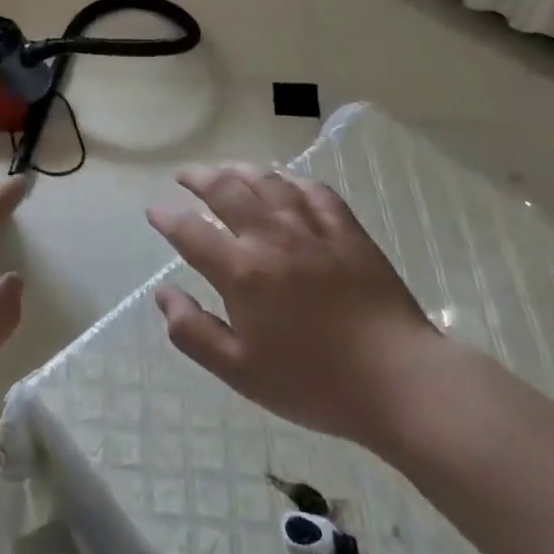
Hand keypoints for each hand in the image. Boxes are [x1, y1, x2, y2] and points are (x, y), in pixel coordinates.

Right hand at [146, 164, 447, 451]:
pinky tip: (284, 182)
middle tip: (184, 176)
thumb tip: (163, 293)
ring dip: (240, 171)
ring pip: (268, 182)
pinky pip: (314, 191)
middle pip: (226, 190)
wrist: (399, 381)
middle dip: (198, 178)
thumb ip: (193, 331)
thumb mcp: (240, 372)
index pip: (190, 231)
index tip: (154, 211)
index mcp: (241, 271)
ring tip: (226, 170)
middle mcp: (271, 237)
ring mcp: (312, 229)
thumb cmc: (313, 383)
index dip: (166, 218)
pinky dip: (291, 180)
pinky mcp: (347, 231)